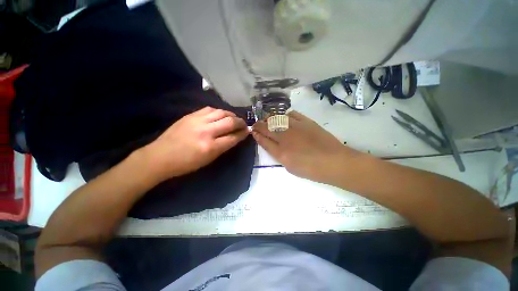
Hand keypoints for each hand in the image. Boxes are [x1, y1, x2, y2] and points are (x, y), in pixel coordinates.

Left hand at [141, 107, 248, 180]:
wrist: (160, 156)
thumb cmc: (186, 163)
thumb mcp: (208, 160)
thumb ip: (223, 147)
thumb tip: (235, 137)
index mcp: (210, 147)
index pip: (233, 137)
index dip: (243, 134)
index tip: (248, 131)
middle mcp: (206, 131)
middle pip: (230, 122)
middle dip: (240, 122)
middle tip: (244, 124)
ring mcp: (197, 121)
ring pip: (221, 112)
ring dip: (231, 115)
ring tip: (234, 118)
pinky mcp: (190, 115)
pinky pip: (209, 109)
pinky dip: (219, 111)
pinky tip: (220, 114)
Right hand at [252, 111, 359, 183]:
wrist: (334, 162)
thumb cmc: (311, 169)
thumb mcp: (290, 167)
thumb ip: (278, 155)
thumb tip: (272, 145)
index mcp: (280, 152)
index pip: (263, 140)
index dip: (256, 135)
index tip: (253, 132)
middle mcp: (285, 137)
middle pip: (267, 128)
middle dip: (258, 125)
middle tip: (256, 124)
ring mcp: (295, 127)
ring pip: (277, 119)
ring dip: (269, 119)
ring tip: (267, 120)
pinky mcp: (306, 122)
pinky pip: (292, 114)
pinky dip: (285, 115)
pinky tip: (284, 118)